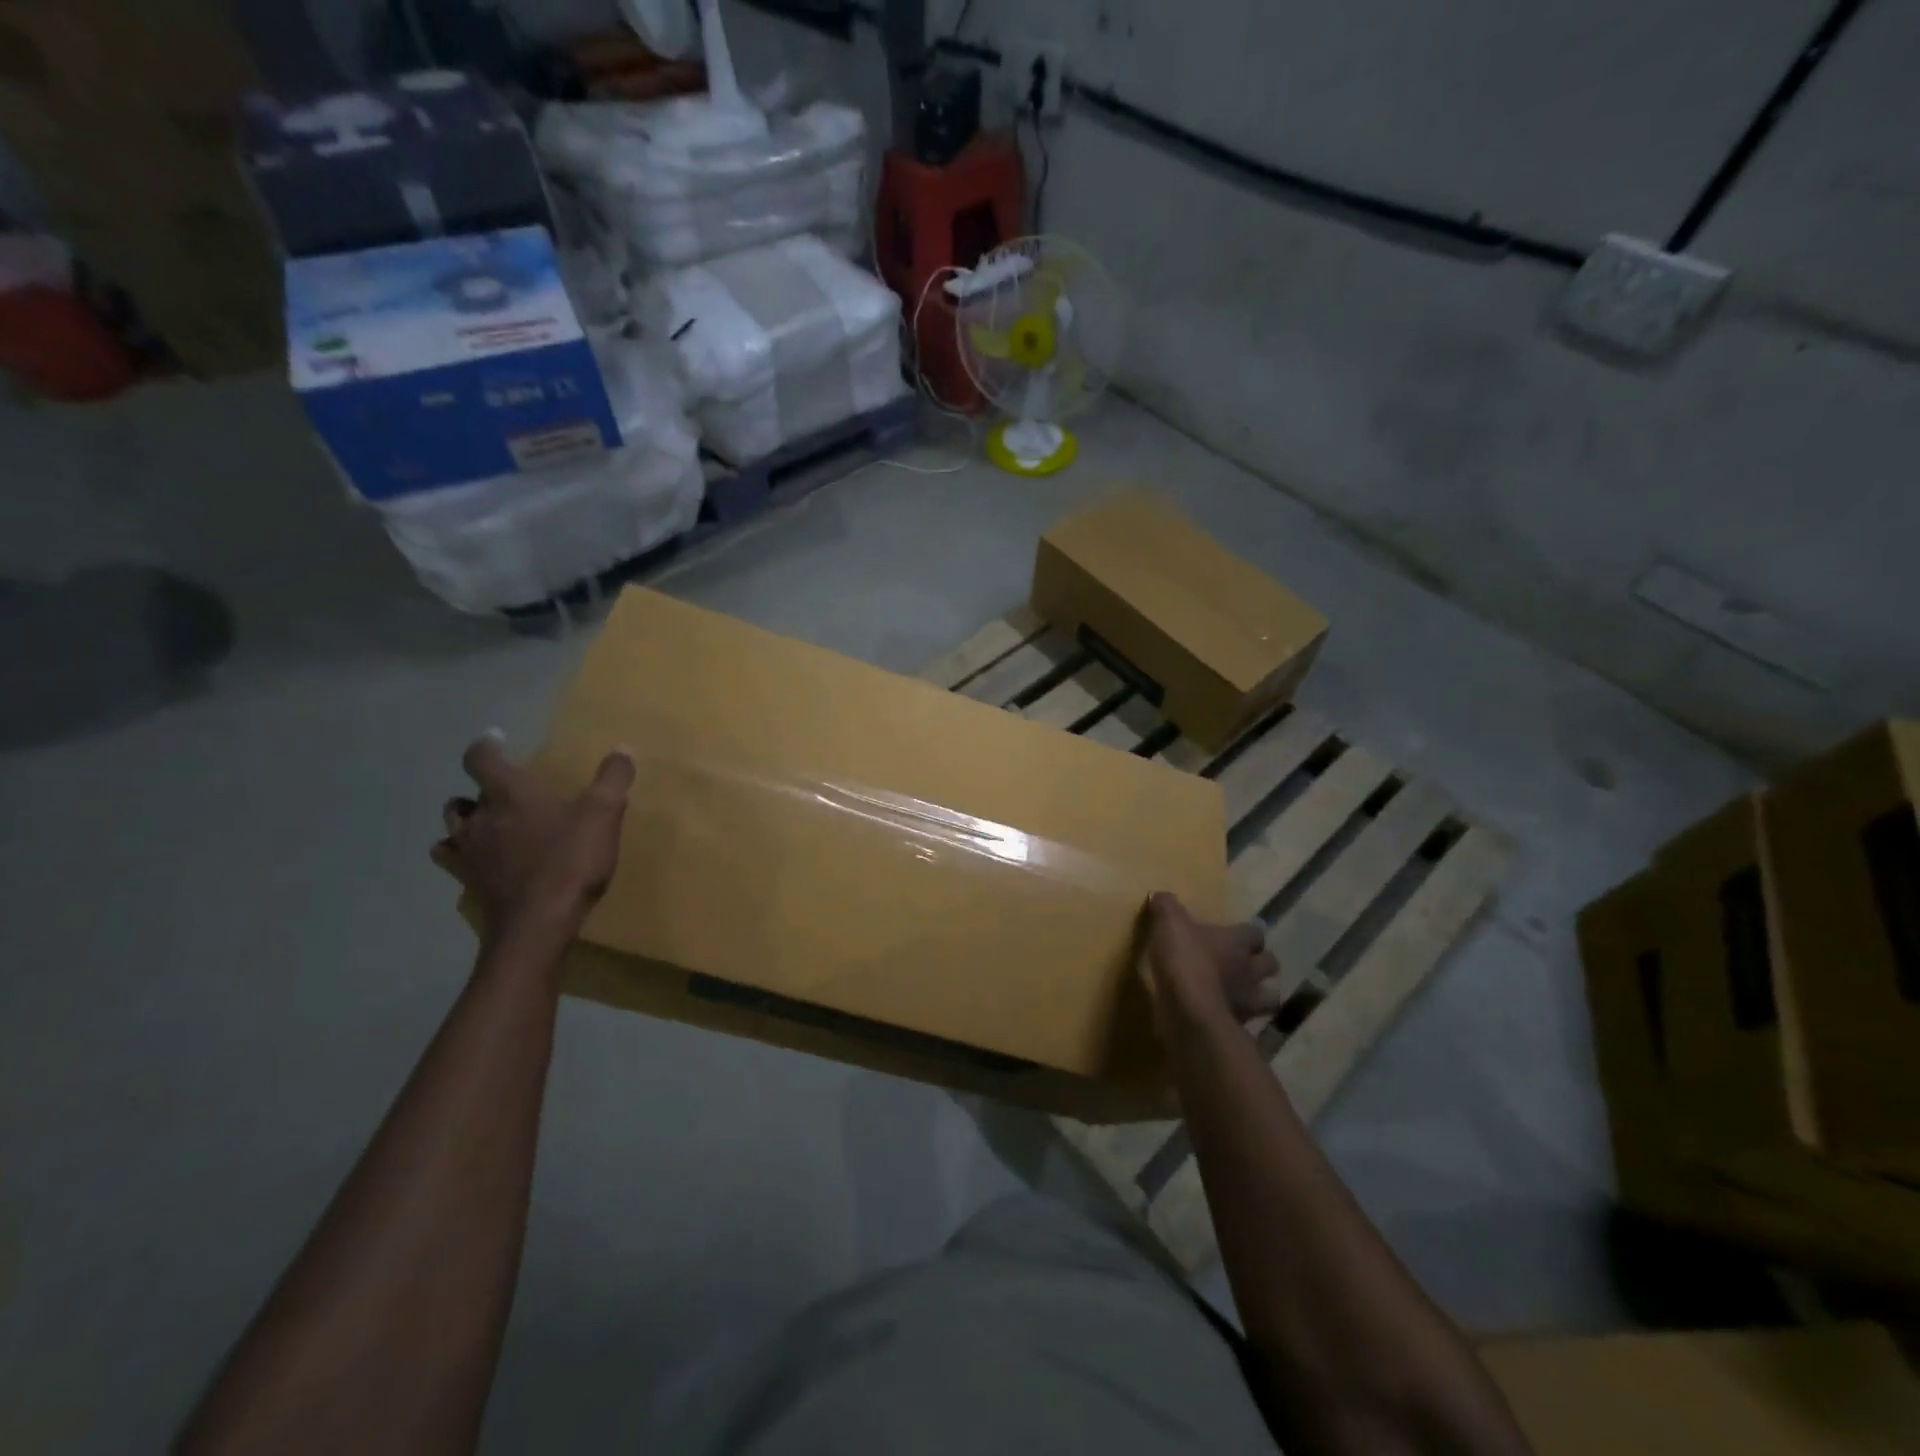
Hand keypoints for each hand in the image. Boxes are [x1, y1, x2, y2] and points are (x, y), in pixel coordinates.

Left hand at [432, 734, 634, 942]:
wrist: (539, 924)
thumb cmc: (570, 861)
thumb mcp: (603, 814)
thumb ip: (613, 779)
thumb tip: (622, 750)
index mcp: (508, 794)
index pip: (481, 758)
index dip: (486, 746)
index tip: (496, 739)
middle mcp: (479, 819)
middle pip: (461, 797)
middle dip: (478, 791)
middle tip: (503, 793)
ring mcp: (468, 854)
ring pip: (451, 828)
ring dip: (466, 822)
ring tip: (489, 825)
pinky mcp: (468, 883)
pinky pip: (453, 861)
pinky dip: (461, 855)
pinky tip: (481, 860)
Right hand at [1143, 892, 1283, 1033]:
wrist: (1189, 1013)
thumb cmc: (1184, 961)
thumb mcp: (1169, 924)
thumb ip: (1166, 907)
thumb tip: (1159, 895)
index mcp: (1237, 942)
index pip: (1256, 932)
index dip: (1249, 933)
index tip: (1239, 933)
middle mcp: (1249, 970)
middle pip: (1270, 964)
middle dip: (1262, 962)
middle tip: (1245, 962)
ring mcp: (1247, 1001)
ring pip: (1270, 997)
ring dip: (1261, 994)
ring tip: (1245, 993)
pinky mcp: (1237, 1026)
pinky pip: (1248, 1022)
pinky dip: (1241, 1018)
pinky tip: (1227, 1017)